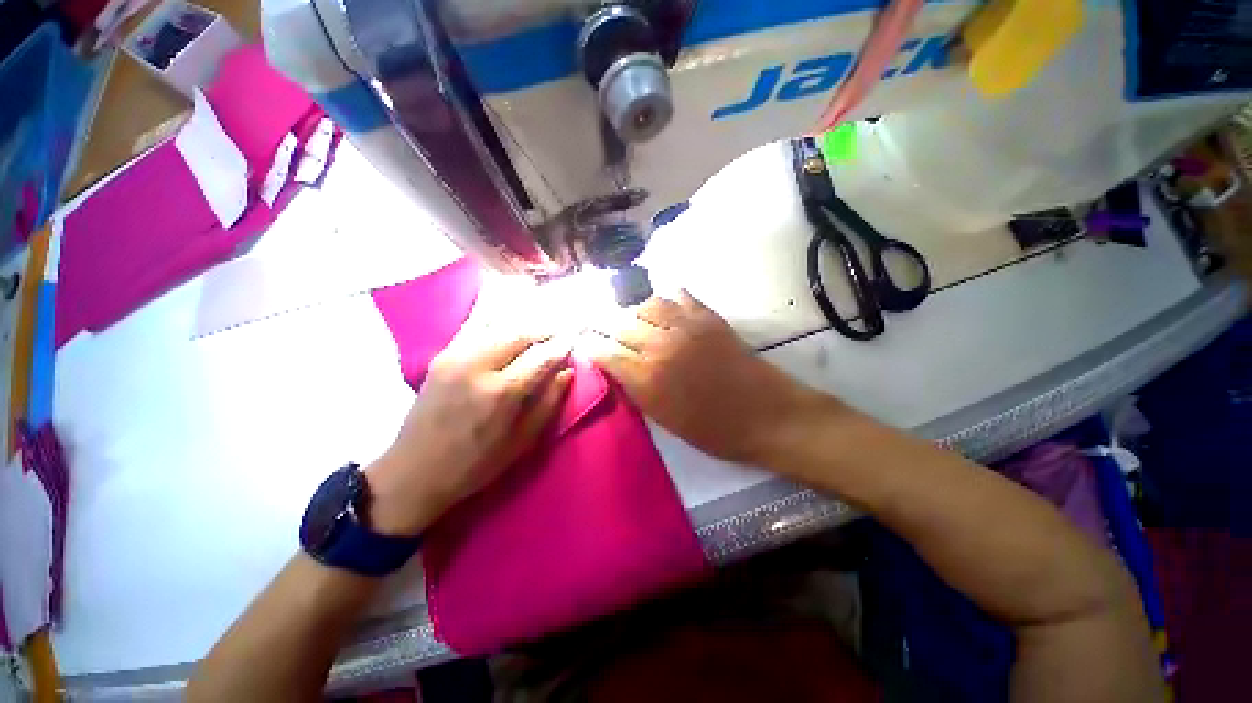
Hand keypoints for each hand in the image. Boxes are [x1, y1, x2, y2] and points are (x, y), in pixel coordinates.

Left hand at [365, 302, 573, 536]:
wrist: (413, 471)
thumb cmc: (475, 464)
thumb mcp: (521, 441)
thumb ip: (548, 402)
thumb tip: (567, 371)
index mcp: (501, 392)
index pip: (541, 356)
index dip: (561, 346)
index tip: (575, 341)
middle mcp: (477, 365)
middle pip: (520, 333)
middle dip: (544, 331)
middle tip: (559, 334)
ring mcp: (455, 356)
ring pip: (499, 326)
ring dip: (524, 327)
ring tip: (539, 333)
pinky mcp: (441, 355)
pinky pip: (477, 329)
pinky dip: (499, 326)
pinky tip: (510, 330)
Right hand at [582, 291, 828, 464]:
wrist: (766, 415)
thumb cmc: (714, 430)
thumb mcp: (665, 421)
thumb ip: (637, 391)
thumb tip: (619, 368)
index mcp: (647, 378)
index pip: (606, 354)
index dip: (593, 348)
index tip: (587, 345)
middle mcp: (660, 345)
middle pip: (622, 324)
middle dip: (610, 328)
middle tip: (608, 330)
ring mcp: (686, 326)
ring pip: (647, 303)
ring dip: (638, 311)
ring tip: (639, 320)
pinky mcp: (708, 317)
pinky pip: (680, 296)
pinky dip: (669, 299)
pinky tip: (667, 306)